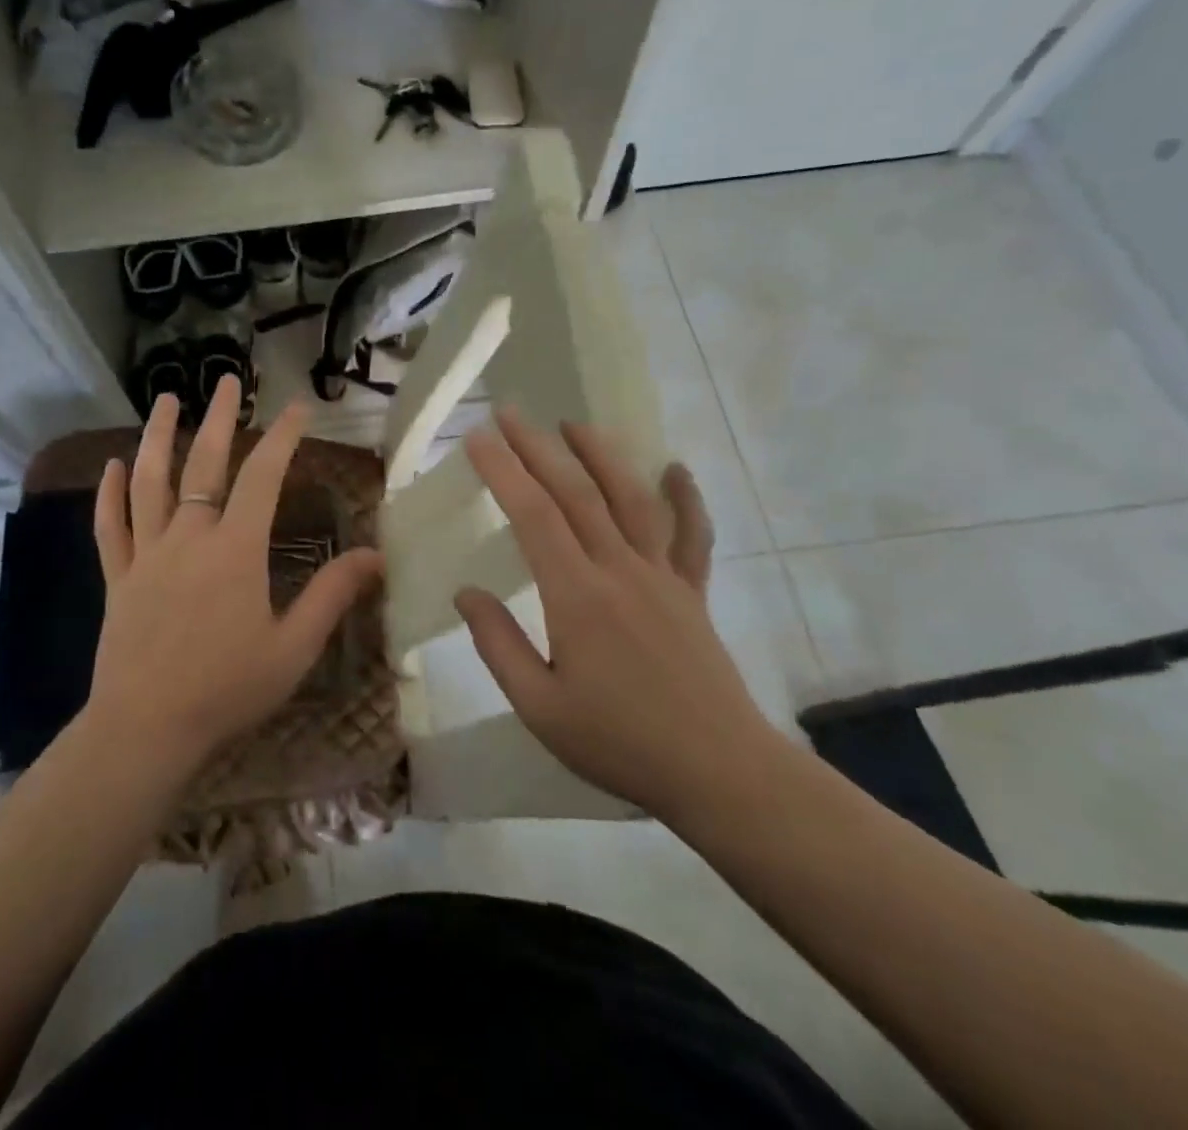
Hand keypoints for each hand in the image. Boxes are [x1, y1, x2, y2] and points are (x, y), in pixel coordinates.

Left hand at [86, 375, 383, 778]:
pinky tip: (112, 467)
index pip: (264, 477)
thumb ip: (332, 595)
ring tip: (166, 400)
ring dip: (158, 437)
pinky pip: (110, 527)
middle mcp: (189, 537)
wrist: (147, 727)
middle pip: (204, 464)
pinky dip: (109, 494)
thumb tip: (376, 556)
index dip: (284, 437)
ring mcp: (147, 554)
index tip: (299, 408)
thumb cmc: (226, 688)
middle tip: (228, 381)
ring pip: (149, 482)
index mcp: (235, 550)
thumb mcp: (293, 647)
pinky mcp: (118, 577)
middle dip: (221, 418)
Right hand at [454, 409, 789, 824]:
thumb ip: (498, 645)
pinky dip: (686, 498)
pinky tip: (676, 468)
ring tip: (575, 424)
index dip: (504, 472)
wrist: (721, 773)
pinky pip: (692, 535)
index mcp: (576, 597)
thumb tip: (466, 592)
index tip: (478, 439)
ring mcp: (663, 576)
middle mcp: (620, 570)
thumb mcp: (539, 707)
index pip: (534, 516)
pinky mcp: (693, 592)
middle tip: (511, 413)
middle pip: (577, 493)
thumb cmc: (620, 743)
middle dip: (539, 448)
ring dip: (602, 456)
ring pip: (631, 499)